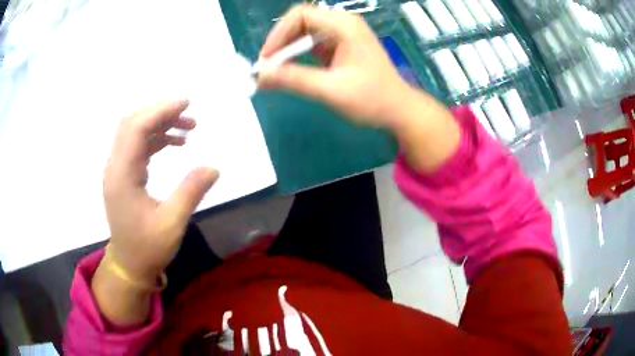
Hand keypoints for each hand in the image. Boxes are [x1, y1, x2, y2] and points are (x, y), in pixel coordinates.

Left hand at [103, 100, 218, 283]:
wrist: (129, 264)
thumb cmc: (147, 248)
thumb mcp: (172, 224)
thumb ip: (190, 192)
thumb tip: (214, 167)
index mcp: (122, 175)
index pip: (137, 129)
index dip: (161, 110)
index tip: (187, 103)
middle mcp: (115, 167)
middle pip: (132, 123)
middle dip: (160, 112)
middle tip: (188, 113)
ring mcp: (117, 170)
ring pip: (134, 132)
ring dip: (159, 124)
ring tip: (187, 129)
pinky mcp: (123, 174)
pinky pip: (137, 146)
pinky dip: (155, 138)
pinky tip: (174, 143)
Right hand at [258, 5, 460, 172]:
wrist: (399, 111)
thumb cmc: (372, 100)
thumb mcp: (331, 90)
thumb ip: (294, 80)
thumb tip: (259, 76)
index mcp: (344, 26)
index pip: (300, 15)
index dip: (278, 35)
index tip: (267, 61)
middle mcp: (343, 24)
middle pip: (300, 22)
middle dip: (281, 44)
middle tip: (269, 69)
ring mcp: (343, 34)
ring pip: (304, 33)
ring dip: (288, 51)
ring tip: (278, 73)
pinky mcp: (341, 46)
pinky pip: (312, 44)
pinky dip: (299, 56)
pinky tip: (294, 72)